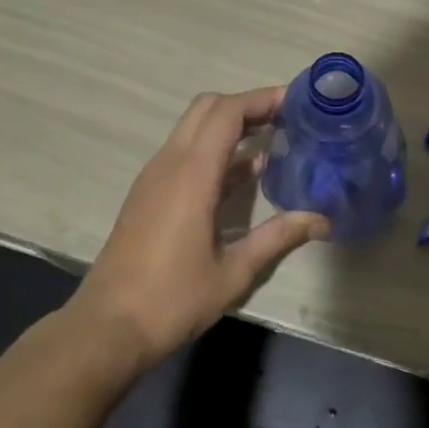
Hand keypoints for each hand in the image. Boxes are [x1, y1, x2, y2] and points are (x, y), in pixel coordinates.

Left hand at [70, 88, 329, 367]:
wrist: (107, 328)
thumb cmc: (172, 300)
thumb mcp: (234, 273)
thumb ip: (278, 238)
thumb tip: (321, 219)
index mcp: (192, 175)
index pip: (226, 113)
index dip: (261, 99)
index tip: (295, 101)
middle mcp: (169, 164)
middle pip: (206, 109)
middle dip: (246, 105)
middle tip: (285, 118)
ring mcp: (154, 178)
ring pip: (192, 128)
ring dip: (229, 126)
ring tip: (272, 139)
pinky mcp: (148, 195)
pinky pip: (184, 154)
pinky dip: (214, 150)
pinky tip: (245, 175)